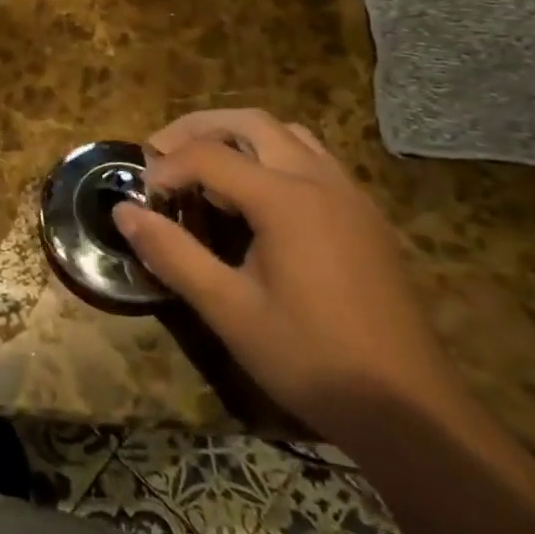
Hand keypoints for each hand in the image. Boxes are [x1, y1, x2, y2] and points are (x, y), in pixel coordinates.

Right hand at [112, 109, 465, 442]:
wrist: (411, 410)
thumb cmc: (311, 359)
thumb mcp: (228, 310)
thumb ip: (172, 253)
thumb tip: (123, 212)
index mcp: (286, 199)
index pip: (209, 155)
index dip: (166, 168)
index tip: (144, 200)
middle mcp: (321, 181)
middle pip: (250, 123)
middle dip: (197, 129)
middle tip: (160, 153)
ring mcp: (350, 196)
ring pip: (287, 134)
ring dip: (238, 137)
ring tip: (204, 167)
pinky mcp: (366, 216)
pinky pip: (313, 159)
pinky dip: (272, 156)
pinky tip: (256, 199)